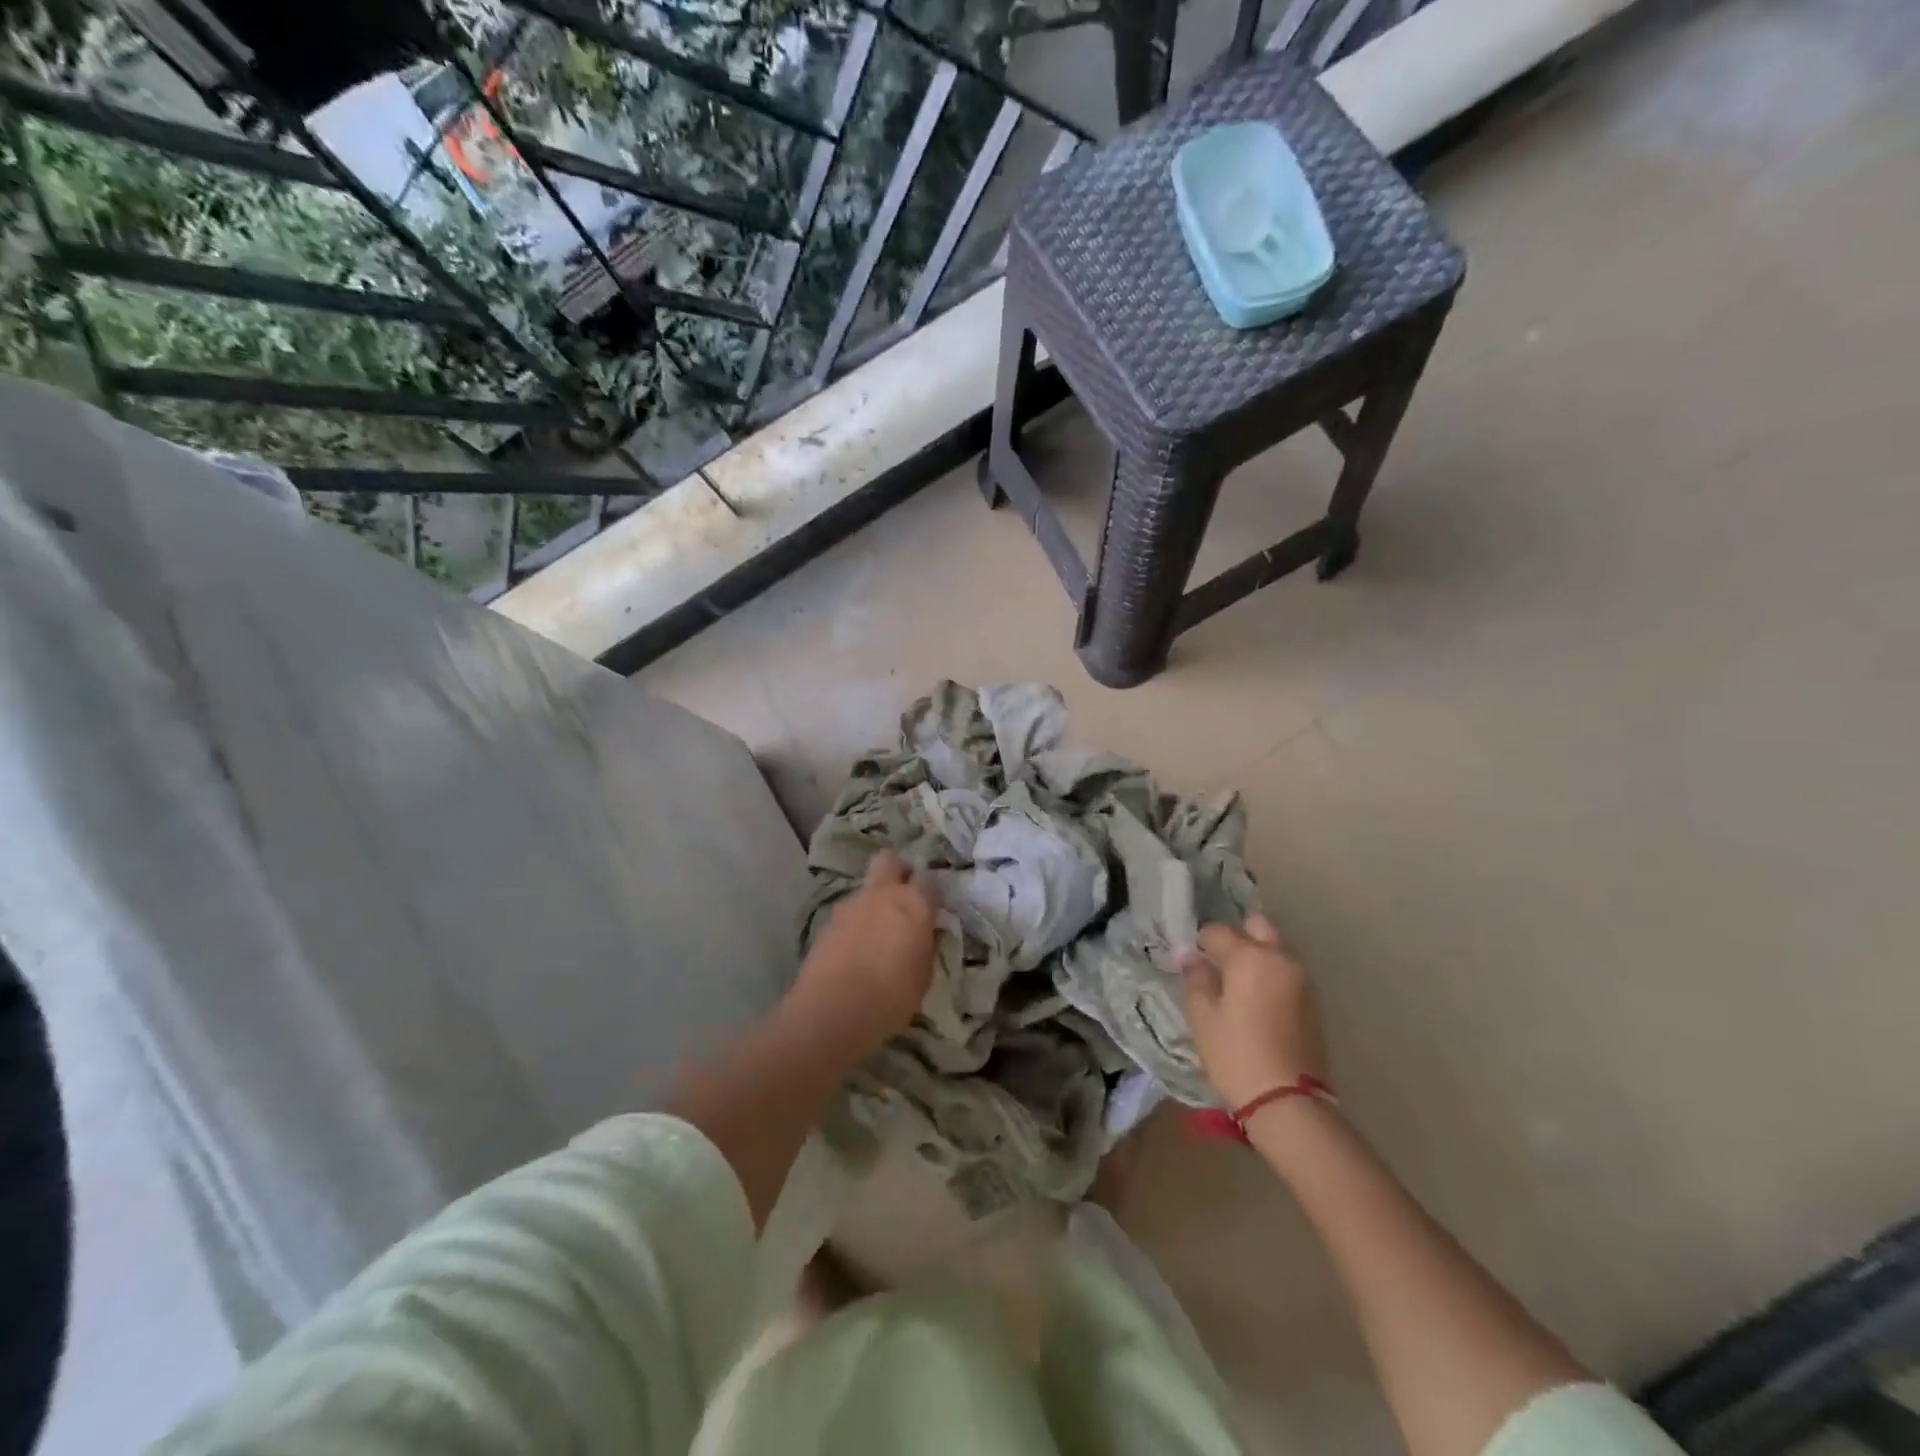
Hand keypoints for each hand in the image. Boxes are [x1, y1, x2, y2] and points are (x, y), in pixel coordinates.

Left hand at [791, 852, 939, 1059]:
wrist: (832, 1011)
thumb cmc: (891, 997)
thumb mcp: (924, 975)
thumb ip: (926, 945)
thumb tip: (926, 933)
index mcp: (913, 903)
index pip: (929, 879)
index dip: (931, 891)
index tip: (932, 907)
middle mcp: (882, 893)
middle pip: (890, 860)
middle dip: (898, 870)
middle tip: (904, 895)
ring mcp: (851, 904)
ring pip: (866, 888)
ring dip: (874, 901)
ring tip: (877, 933)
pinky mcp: (828, 921)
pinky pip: (849, 912)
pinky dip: (855, 922)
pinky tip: (855, 949)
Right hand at [1180, 913, 1328, 1109]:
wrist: (1288, 1102)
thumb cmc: (1236, 1054)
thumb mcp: (1202, 1016)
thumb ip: (1196, 978)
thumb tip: (1190, 955)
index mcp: (1251, 956)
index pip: (1219, 931)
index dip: (1201, 943)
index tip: (1192, 961)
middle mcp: (1281, 958)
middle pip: (1258, 927)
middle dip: (1238, 935)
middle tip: (1219, 961)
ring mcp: (1303, 980)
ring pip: (1277, 949)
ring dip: (1258, 954)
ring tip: (1237, 982)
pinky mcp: (1314, 1003)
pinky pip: (1287, 972)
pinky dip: (1272, 974)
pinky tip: (1257, 999)